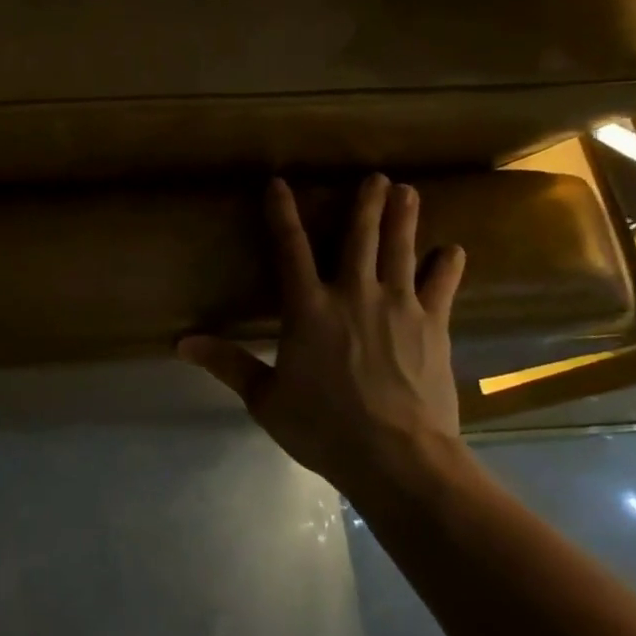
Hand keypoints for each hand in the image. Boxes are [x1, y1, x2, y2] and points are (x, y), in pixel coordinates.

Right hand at [178, 175, 468, 497]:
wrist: (399, 459)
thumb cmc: (325, 428)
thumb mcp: (266, 399)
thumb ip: (228, 363)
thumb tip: (182, 342)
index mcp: (309, 307)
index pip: (290, 247)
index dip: (282, 213)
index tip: (279, 183)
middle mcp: (354, 294)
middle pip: (359, 237)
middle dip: (366, 204)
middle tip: (376, 177)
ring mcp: (398, 306)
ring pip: (400, 250)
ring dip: (403, 218)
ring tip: (409, 191)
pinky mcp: (433, 326)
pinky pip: (441, 286)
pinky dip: (447, 266)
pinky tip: (453, 250)